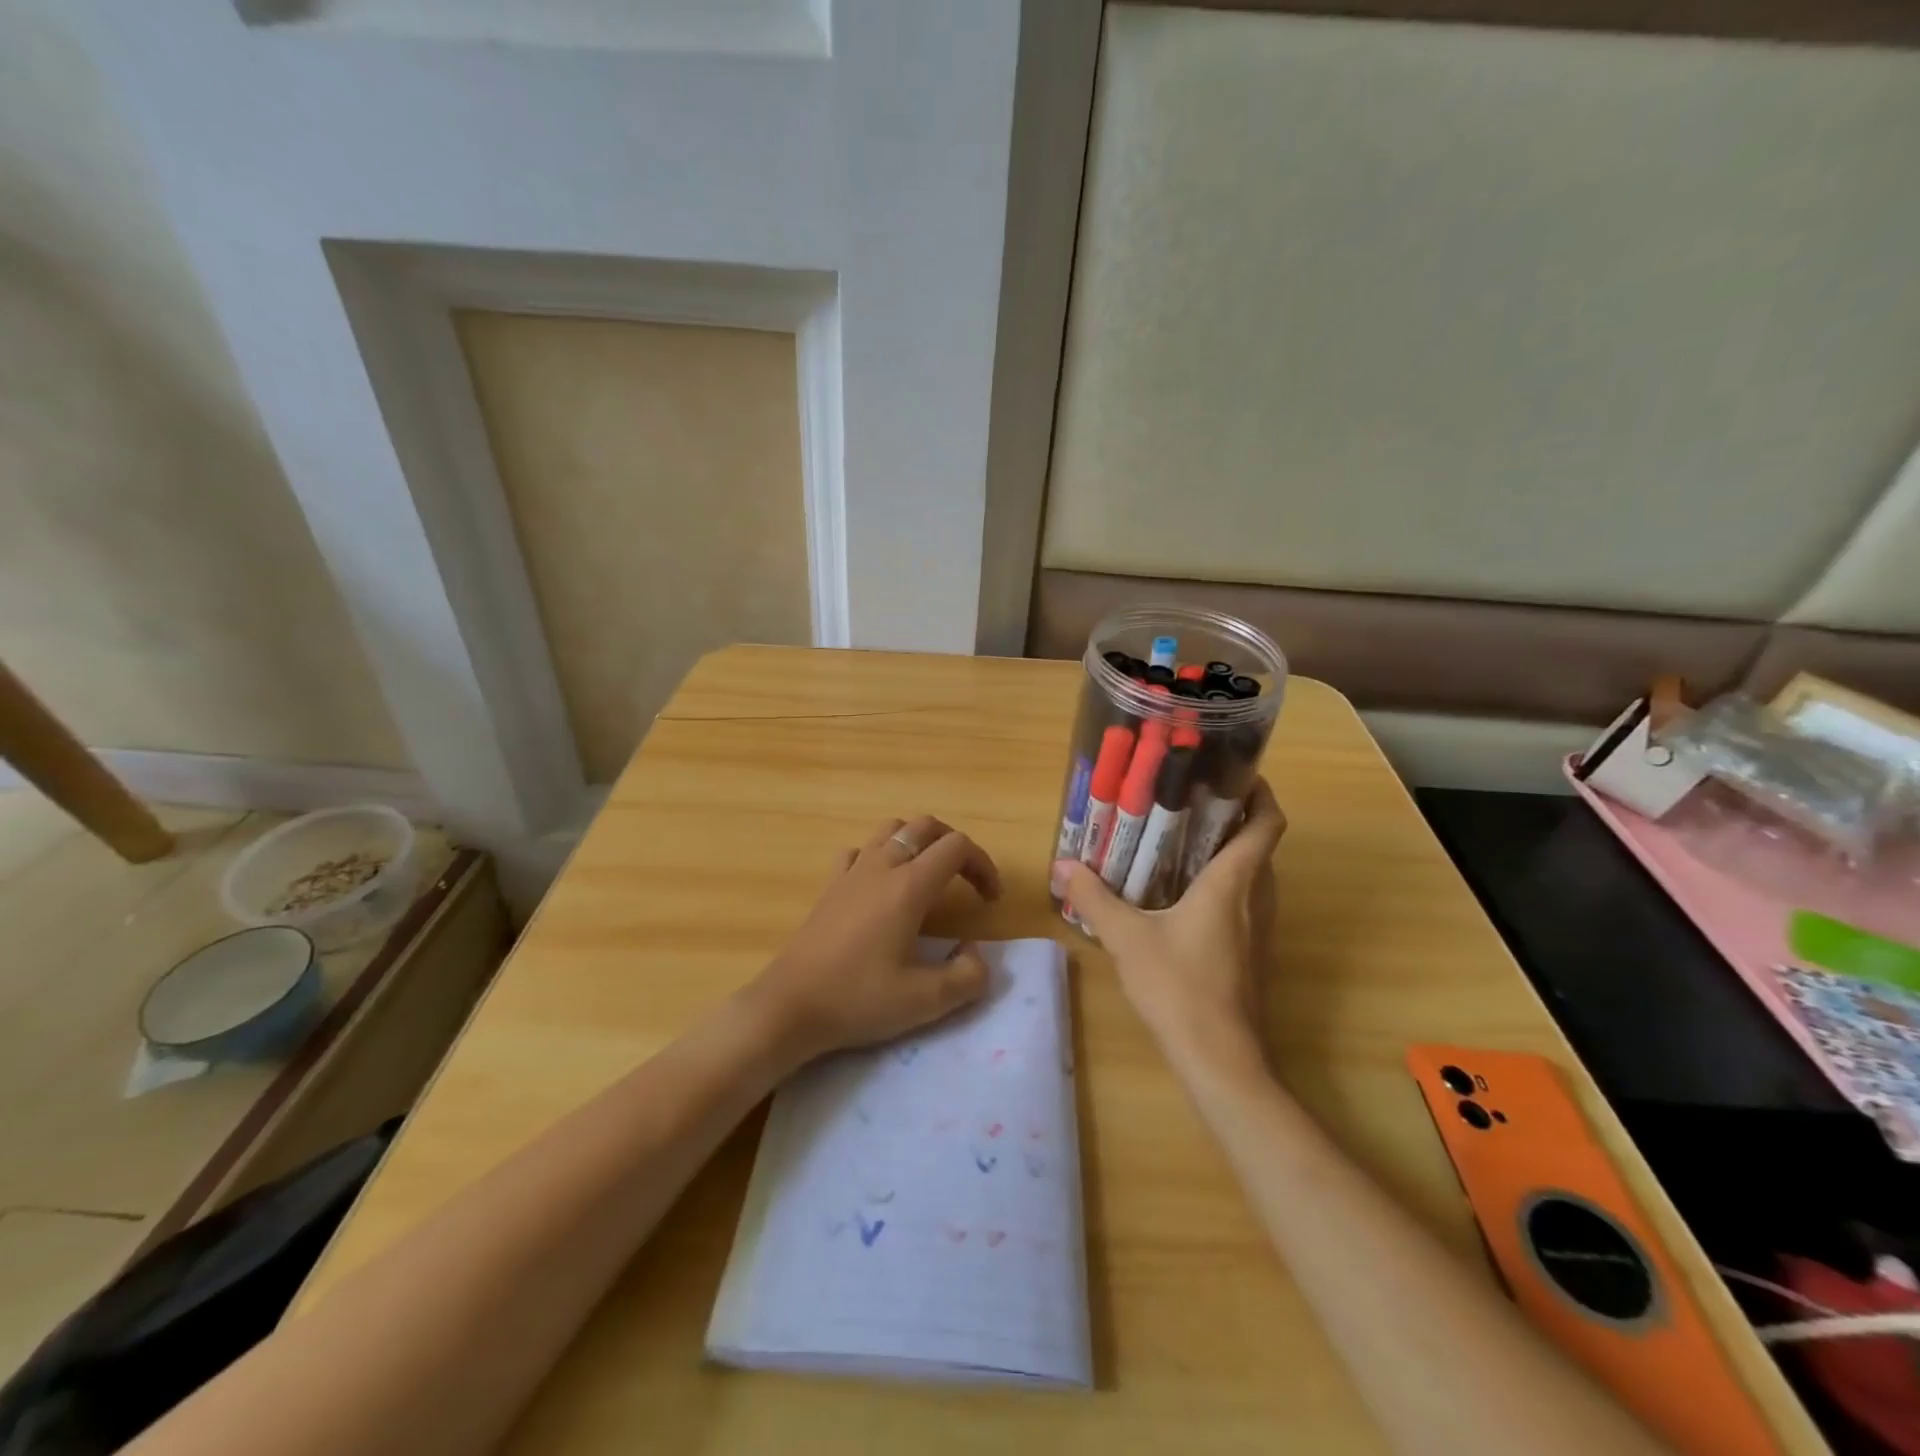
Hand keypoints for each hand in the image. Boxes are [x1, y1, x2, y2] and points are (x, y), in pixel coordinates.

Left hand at [749, 815, 1001, 1063]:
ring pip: (891, 830)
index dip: (983, 865)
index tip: (990, 901)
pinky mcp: (829, 886)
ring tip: (929, 876)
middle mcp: (882, 867)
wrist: (790, 1006)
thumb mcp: (926, 1001)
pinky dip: (880, 856)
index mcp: (909, 886)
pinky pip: (859, 851)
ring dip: (918, 842)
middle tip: (967, 881)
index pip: (957, 847)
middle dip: (955, 846)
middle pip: (926, 826)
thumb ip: (968, 977)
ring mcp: (851, 872)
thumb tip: (974, 952)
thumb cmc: (858, 999)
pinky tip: (881, 885)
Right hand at [1057, 779, 1285, 1073]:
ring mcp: (1258, 930)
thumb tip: (1062, 865)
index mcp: (1232, 883)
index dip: (1260, 793)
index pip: (1267, 824)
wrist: (1220, 1060)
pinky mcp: (1252, 954)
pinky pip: (1244, 901)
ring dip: (1230, 852)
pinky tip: (1183, 895)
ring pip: (1254, 875)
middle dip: (1234, 817)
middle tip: (1191, 802)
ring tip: (1183, 840)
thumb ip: (1093, 898)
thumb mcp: (1127, 938)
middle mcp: (1254, 899)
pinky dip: (1224, 884)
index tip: (1234, 773)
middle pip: (1261, 845)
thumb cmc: (1179, 987)